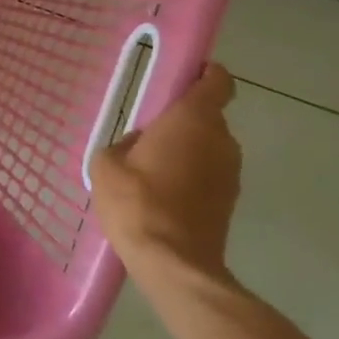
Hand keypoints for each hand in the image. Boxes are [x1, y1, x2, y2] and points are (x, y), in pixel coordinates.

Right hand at [90, 62, 241, 284]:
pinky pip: (209, 174)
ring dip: (188, 151)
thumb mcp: (107, 164)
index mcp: (193, 119)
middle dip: (183, 121)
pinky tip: (163, 195)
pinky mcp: (230, 201)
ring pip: (209, 147)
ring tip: (153, 170)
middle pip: (208, 116)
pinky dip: (192, 177)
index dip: (205, 74)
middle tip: (150, 134)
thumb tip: (138, 144)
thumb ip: (123, 144)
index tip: (185, 77)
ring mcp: (231, 173)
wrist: (173, 263)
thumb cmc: (137, 202)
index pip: (217, 81)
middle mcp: (221, 139)